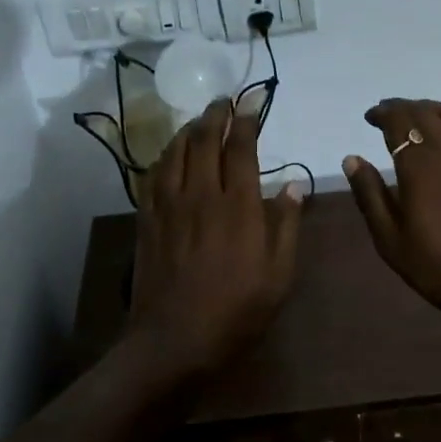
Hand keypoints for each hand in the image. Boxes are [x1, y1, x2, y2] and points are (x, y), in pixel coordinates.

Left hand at [125, 100, 303, 381]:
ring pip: (176, 151)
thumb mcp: (279, 274)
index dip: (246, 122)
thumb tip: (293, 185)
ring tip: (200, 120)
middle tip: (224, 102)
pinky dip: (165, 155)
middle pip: (204, 140)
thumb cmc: (237, 310)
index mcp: (238, 206)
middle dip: (216, 115)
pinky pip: (153, 174)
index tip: (252, 106)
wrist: (174, 339)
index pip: (240, 148)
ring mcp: (169, 205)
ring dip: (189, 129)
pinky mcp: (147, 219)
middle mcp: (201, 194)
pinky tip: (170, 153)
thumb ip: (287, 225)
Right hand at [342, 99, 440, 315]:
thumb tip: (351, 158)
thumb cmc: (435, 263)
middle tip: (388, 113)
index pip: (399, 121)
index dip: (383, 113)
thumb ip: (369, 193)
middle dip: (403, 107)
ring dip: (430, 110)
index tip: (370, 117)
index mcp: (419, 165)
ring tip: (417, 117)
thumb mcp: (389, 237)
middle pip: (424, 113)